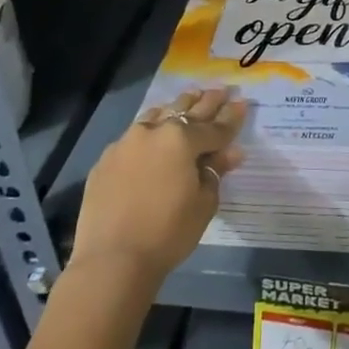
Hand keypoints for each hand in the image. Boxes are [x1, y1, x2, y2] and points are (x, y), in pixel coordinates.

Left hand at [71, 88, 244, 286]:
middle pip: (186, 112)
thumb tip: (231, 152)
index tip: (243, 102)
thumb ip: (215, 172)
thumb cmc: (168, 233)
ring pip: (157, 115)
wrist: (112, 259)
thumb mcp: (203, 203)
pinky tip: (153, 129)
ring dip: (176, 107)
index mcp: (182, 140)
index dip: (232, 117)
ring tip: (189, 98)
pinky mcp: (106, 159)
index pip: (215, 126)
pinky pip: (134, 135)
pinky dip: (150, 129)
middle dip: (206, 101)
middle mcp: (154, 132)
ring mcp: (126, 143)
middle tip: (221, 89)